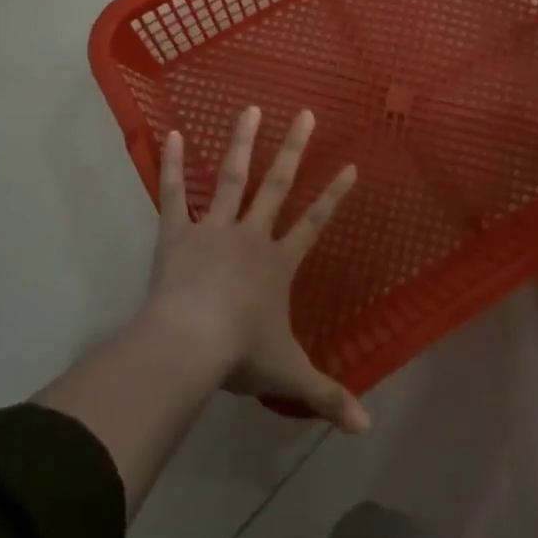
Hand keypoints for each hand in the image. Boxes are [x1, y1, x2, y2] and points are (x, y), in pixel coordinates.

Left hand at [146, 107, 368, 432]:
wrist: (189, 345)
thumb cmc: (241, 355)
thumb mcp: (289, 377)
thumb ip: (328, 397)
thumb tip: (367, 429)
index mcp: (278, 262)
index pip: (314, 223)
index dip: (333, 196)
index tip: (349, 166)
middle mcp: (251, 235)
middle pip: (277, 184)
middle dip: (294, 148)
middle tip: (305, 113)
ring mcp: (213, 229)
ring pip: (231, 177)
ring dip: (243, 142)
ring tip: (251, 108)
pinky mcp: (177, 233)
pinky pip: (173, 193)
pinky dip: (170, 164)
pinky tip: (170, 133)